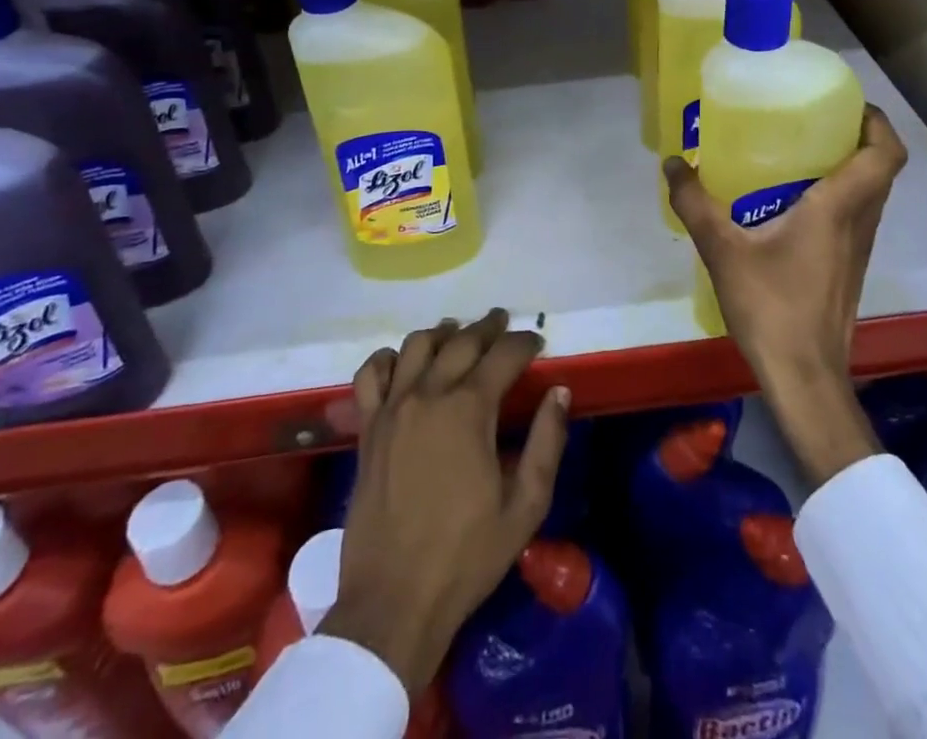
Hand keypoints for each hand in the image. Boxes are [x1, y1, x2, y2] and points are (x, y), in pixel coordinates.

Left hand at [320, 309, 571, 693]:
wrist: (394, 602)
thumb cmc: (466, 556)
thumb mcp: (525, 507)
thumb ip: (547, 443)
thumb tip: (559, 393)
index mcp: (469, 410)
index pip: (503, 355)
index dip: (524, 343)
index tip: (537, 342)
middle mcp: (428, 395)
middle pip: (461, 341)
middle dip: (488, 327)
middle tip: (504, 324)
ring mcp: (392, 409)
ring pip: (417, 345)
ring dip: (443, 333)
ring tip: (458, 334)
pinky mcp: (367, 429)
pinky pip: (371, 374)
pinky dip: (388, 358)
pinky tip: (403, 363)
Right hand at [664, 105, 907, 487]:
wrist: (804, 377)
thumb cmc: (771, 307)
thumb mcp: (723, 250)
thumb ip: (695, 204)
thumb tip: (673, 163)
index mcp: (839, 208)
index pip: (885, 154)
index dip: (876, 122)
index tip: (847, 103)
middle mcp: (860, 223)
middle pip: (881, 169)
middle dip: (857, 137)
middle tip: (815, 120)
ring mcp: (859, 249)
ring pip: (871, 194)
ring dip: (850, 167)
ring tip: (801, 152)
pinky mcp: (849, 268)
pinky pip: (855, 216)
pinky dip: (839, 197)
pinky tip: (792, 203)